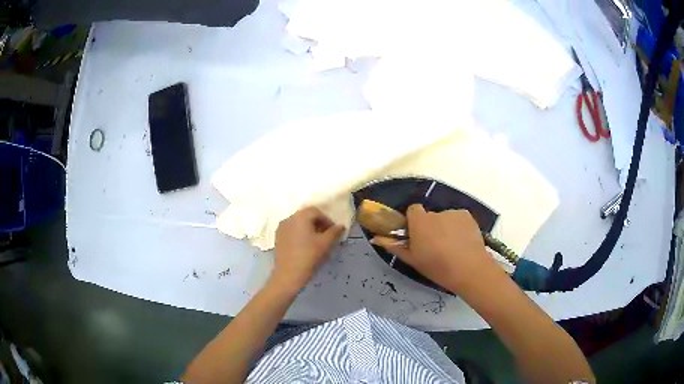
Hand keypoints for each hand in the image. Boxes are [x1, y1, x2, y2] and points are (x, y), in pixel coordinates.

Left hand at [270, 207, 345, 291]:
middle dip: (318, 223)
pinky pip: (291, 230)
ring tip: (316, 241)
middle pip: (306, 215)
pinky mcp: (277, 237)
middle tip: (326, 235)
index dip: (327, 220)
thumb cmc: (309, 256)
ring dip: (308, 228)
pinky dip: (299, 233)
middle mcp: (289, 218)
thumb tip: (341, 226)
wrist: (289, 274)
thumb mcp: (325, 243)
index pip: (316, 211)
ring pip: (298, 223)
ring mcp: (281, 227)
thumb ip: (334, 232)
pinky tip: (305, 245)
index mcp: (300, 216)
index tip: (333, 231)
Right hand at [371, 204, 497, 293]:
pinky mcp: (467, 216)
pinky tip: (462, 242)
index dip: (414, 221)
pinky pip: (458, 219)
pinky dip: (459, 227)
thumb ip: (394, 246)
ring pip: (445, 218)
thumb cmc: (437, 267)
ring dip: (445, 227)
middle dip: (431, 226)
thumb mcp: (412, 260)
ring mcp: (453, 213)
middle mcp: (436, 213)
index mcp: (420, 221)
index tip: (417, 235)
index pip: (413, 209)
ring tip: (452, 246)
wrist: (469, 269)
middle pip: (430, 215)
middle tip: (435, 245)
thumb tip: (376, 239)